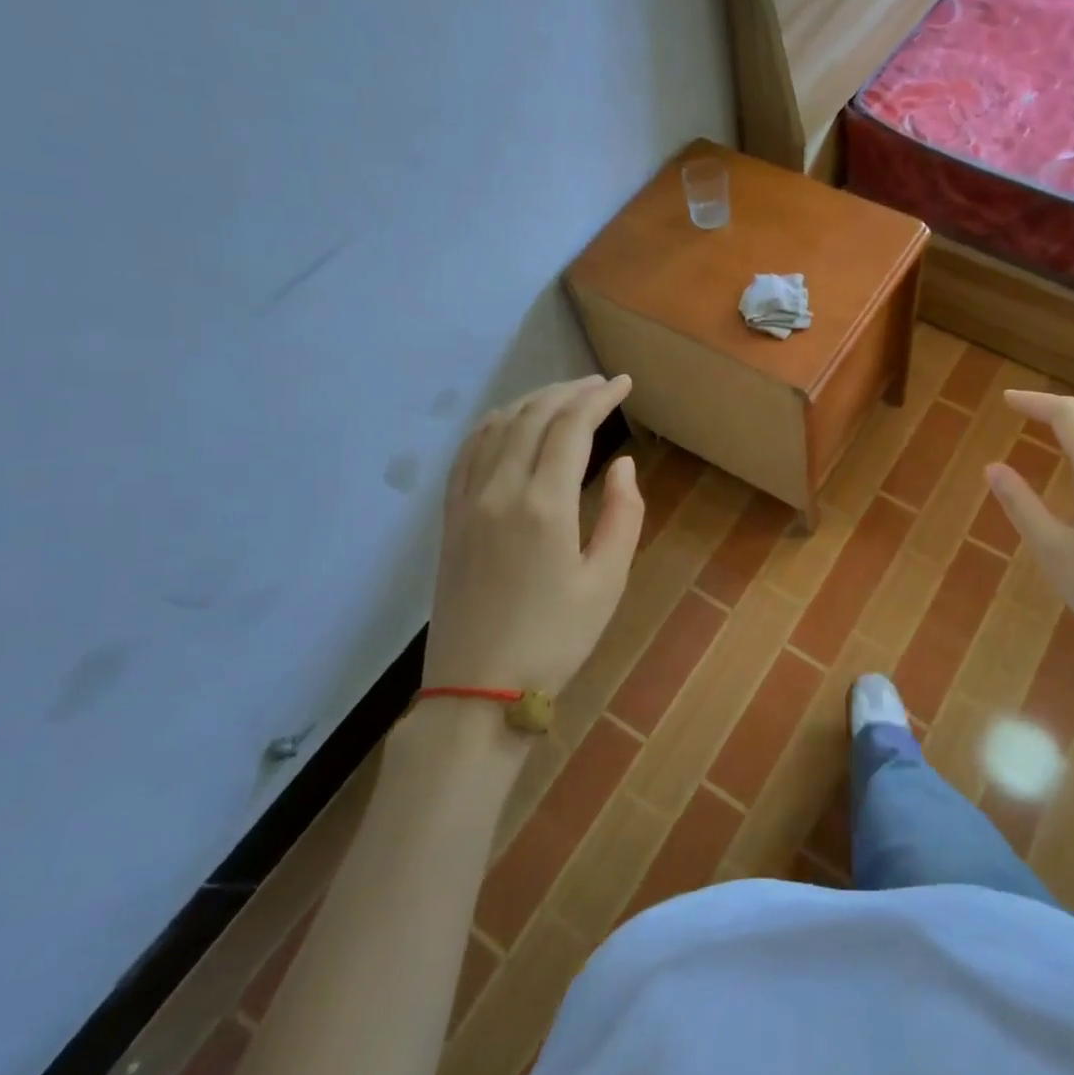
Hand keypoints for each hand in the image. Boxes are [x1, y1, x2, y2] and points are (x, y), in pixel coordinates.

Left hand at [425, 375, 643, 693]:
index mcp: (544, 504)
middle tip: (600, 384)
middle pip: (534, 416)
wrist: (478, 690)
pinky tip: (511, 423)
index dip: (599, 397)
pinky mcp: (450, 518)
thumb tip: (623, 464)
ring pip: (498, 426)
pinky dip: (495, 424)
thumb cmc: (555, 640)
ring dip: (533, 401)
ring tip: (564, 397)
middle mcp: (500, 490)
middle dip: (570, 391)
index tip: (623, 383)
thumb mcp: (607, 582)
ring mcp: (467, 501)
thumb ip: (624, 516)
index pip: (571, 426)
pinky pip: (468, 451)